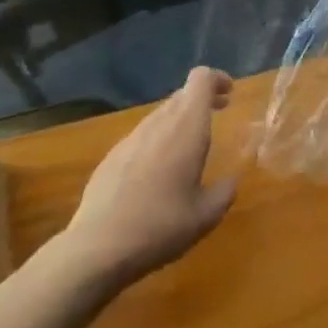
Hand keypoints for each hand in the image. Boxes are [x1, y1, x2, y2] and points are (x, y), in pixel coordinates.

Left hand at [62, 67, 238, 286]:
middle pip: (182, 94)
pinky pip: (142, 136)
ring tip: (191, 147)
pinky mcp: (111, 157)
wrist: (97, 248)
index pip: (200, 79)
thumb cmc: (161, 226)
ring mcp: (130, 139)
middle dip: (203, 99)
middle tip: (220, 114)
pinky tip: (158, 173)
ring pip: (161, 115)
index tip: (230, 94)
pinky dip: (159, 140)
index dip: (217, 79)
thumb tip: (230, 181)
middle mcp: (158, 124)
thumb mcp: (206, 215)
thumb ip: (224, 191)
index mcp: (186, 128)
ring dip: (180, 120)